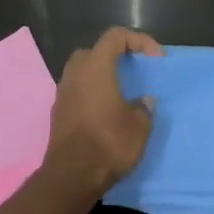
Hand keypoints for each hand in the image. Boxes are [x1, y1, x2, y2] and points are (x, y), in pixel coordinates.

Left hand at [43, 27, 162, 197]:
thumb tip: (143, 101)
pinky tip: (106, 113)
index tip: (156, 59)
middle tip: (132, 71)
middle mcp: (74, 75)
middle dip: (114, 56)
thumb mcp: (139, 126)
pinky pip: (76, 93)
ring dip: (101, 77)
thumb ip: (143, 108)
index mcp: (95, 68)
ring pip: (81, 73)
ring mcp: (62, 95)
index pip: (115, 37)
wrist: (72, 176)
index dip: (139, 40)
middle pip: (93, 52)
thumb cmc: (109, 143)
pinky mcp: (58, 114)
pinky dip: (91, 95)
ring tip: (120, 94)